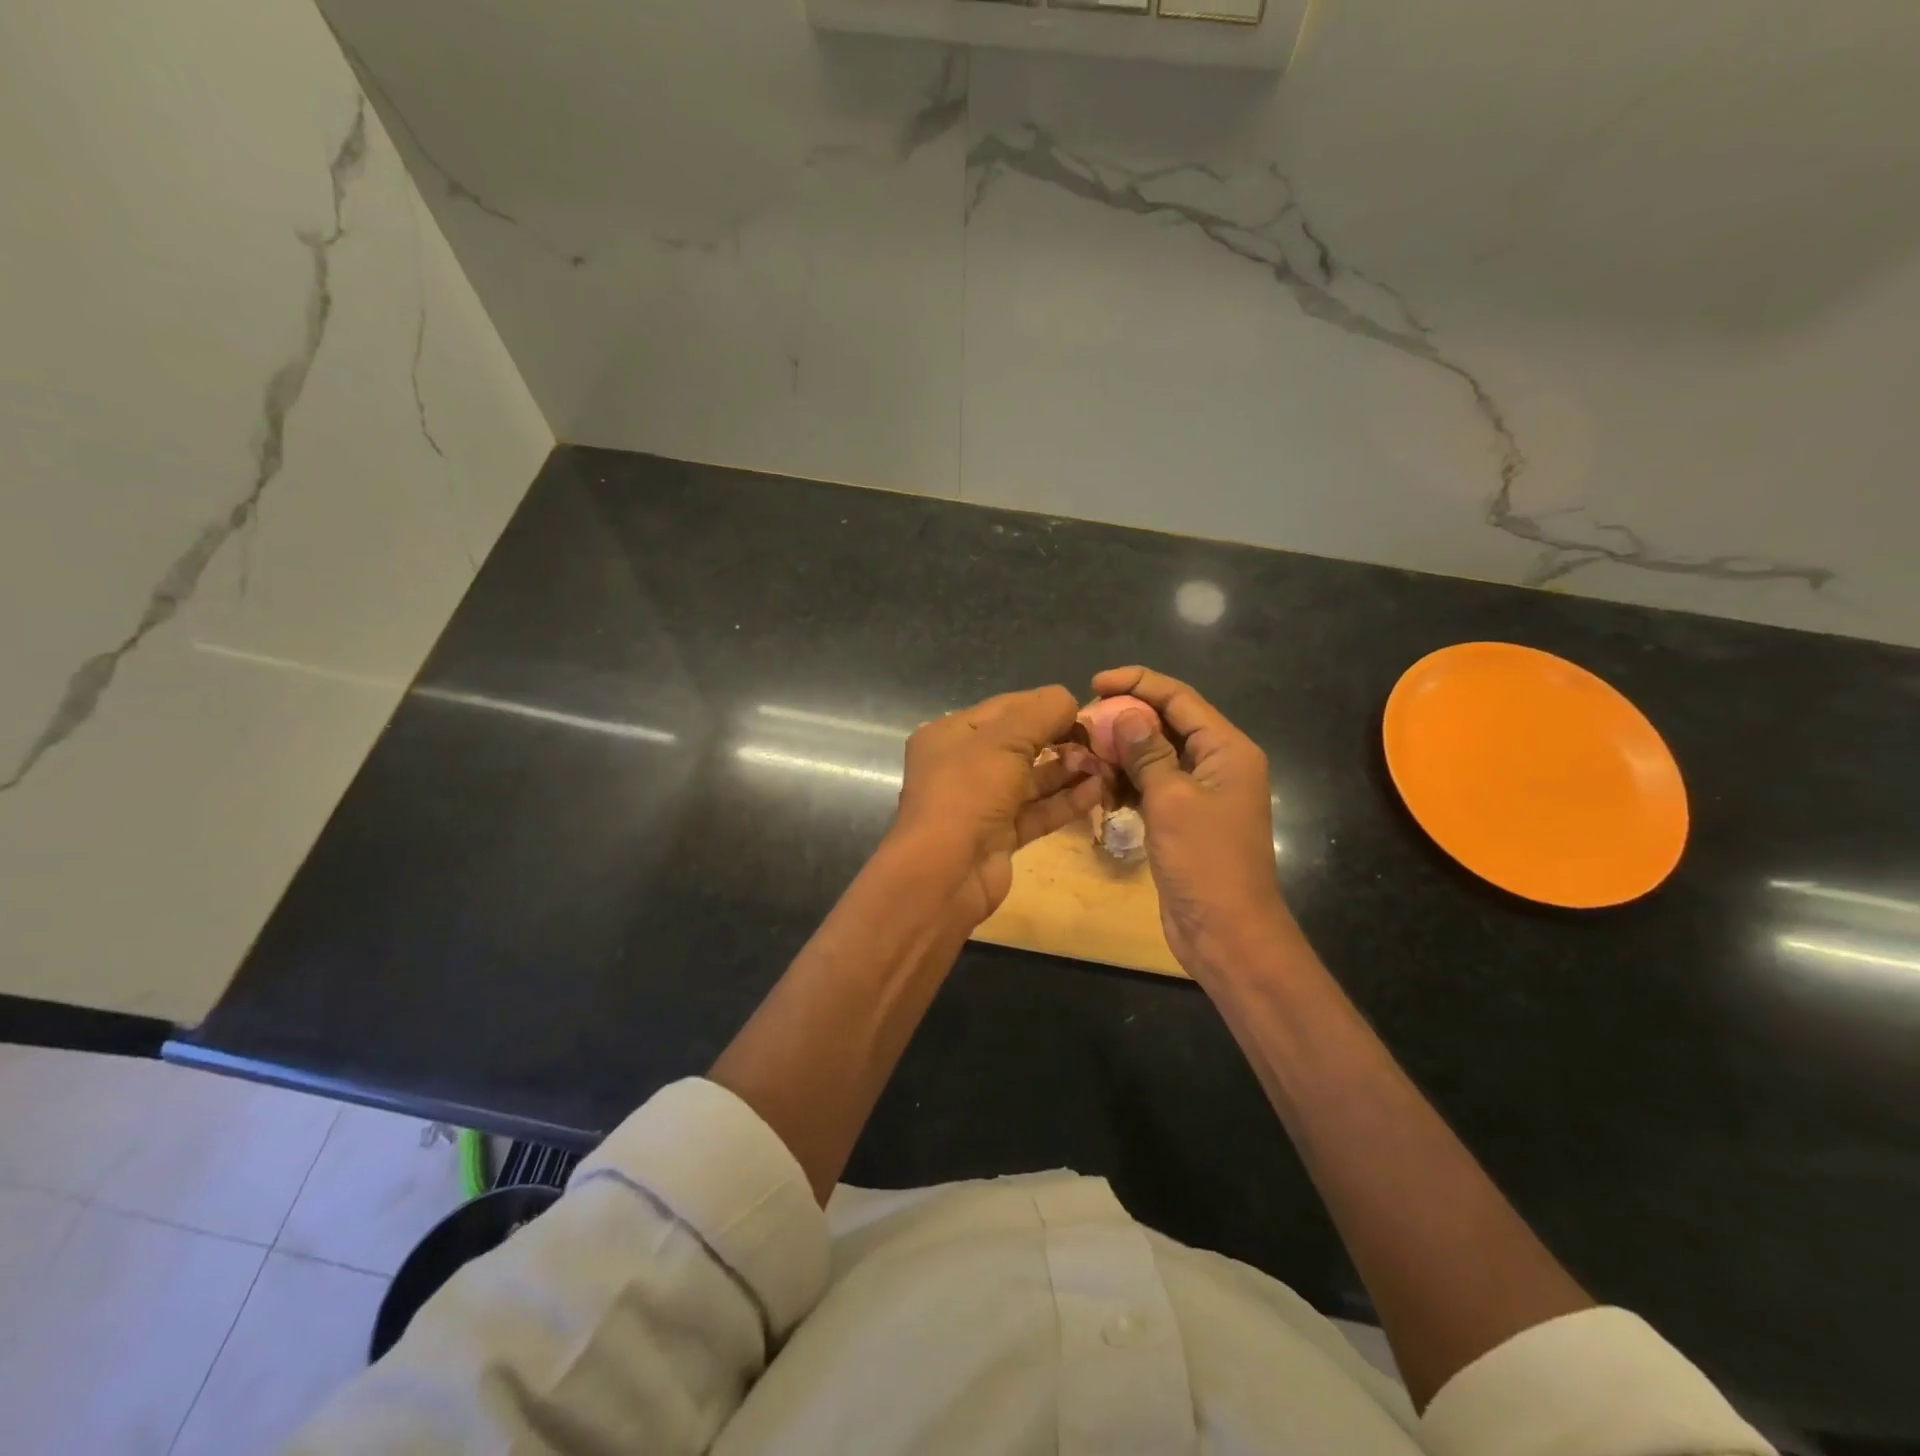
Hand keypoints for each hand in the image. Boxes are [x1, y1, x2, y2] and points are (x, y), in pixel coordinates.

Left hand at [890, 685, 1106, 924]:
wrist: (945, 873)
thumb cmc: (968, 791)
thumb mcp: (1004, 739)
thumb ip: (1042, 712)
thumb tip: (1070, 700)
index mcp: (951, 734)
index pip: (1005, 708)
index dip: (1044, 705)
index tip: (1085, 709)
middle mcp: (963, 765)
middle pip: (1020, 743)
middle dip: (1060, 738)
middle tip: (1099, 740)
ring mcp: (982, 802)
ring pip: (1031, 779)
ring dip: (1068, 770)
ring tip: (1105, 763)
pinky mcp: (1001, 835)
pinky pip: (1038, 811)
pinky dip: (1066, 801)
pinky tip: (1098, 790)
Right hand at [1091, 666, 1292, 977]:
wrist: (1227, 932)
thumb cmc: (1205, 861)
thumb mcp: (1172, 800)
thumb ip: (1147, 753)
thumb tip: (1124, 714)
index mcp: (1227, 749)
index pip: (1180, 698)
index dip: (1138, 683)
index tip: (1095, 683)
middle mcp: (1217, 764)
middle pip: (1168, 724)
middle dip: (1125, 718)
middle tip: (1082, 721)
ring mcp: (1200, 793)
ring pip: (1156, 756)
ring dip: (1122, 752)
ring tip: (1084, 752)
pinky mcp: (1183, 819)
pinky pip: (1152, 786)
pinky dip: (1127, 782)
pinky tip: (1099, 785)